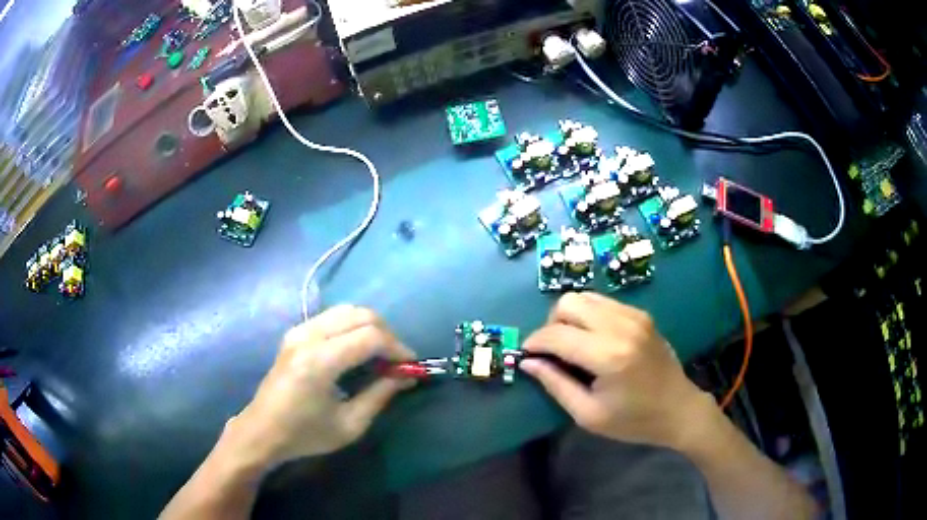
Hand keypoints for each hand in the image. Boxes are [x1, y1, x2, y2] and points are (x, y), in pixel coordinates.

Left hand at [223, 305, 415, 465]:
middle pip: (360, 314)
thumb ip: (380, 395)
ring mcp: (298, 330)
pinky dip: (352, 326)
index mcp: (319, 362)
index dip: (397, 347)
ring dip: (370, 327)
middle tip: (397, 359)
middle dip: (386, 333)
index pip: (369, 337)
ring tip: (380, 353)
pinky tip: (357, 349)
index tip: (411, 365)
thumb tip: (406, 376)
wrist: (262, 430)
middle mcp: (308, 337)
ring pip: (346, 310)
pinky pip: (332, 317)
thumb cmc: (305, 434)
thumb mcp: (350, 425)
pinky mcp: (295, 332)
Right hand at [521, 292, 713, 449]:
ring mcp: (634, 316)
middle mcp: (621, 326)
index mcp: (608, 355)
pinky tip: (593, 339)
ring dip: (569, 317)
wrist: (679, 409)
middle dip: (551, 325)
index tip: (527, 355)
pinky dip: (589, 315)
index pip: (556, 334)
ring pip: (585, 297)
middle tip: (553, 352)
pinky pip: (603, 302)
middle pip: (568, 303)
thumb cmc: (634, 420)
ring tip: (572, 344)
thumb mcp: (589, 414)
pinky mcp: (641, 314)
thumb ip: (556, 385)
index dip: (534, 343)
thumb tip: (528, 361)